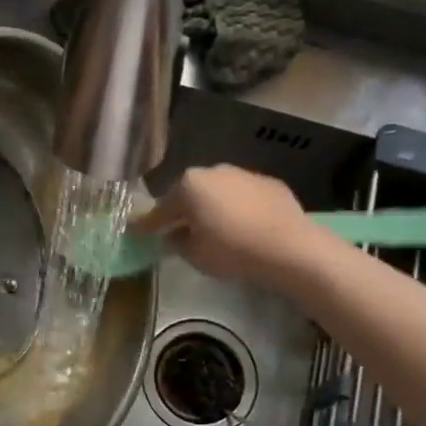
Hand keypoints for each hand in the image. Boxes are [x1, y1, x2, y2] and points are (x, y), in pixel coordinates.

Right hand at [137, 165, 323, 292]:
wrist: (288, 247)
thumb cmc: (232, 250)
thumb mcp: (195, 254)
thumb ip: (177, 242)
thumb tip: (174, 235)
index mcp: (189, 185)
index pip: (161, 209)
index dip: (148, 225)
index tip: (136, 233)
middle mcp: (214, 171)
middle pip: (190, 194)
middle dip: (183, 211)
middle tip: (178, 231)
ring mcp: (244, 174)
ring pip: (219, 192)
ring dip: (212, 207)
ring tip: (214, 229)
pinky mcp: (270, 183)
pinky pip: (244, 197)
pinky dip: (239, 209)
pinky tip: (244, 227)